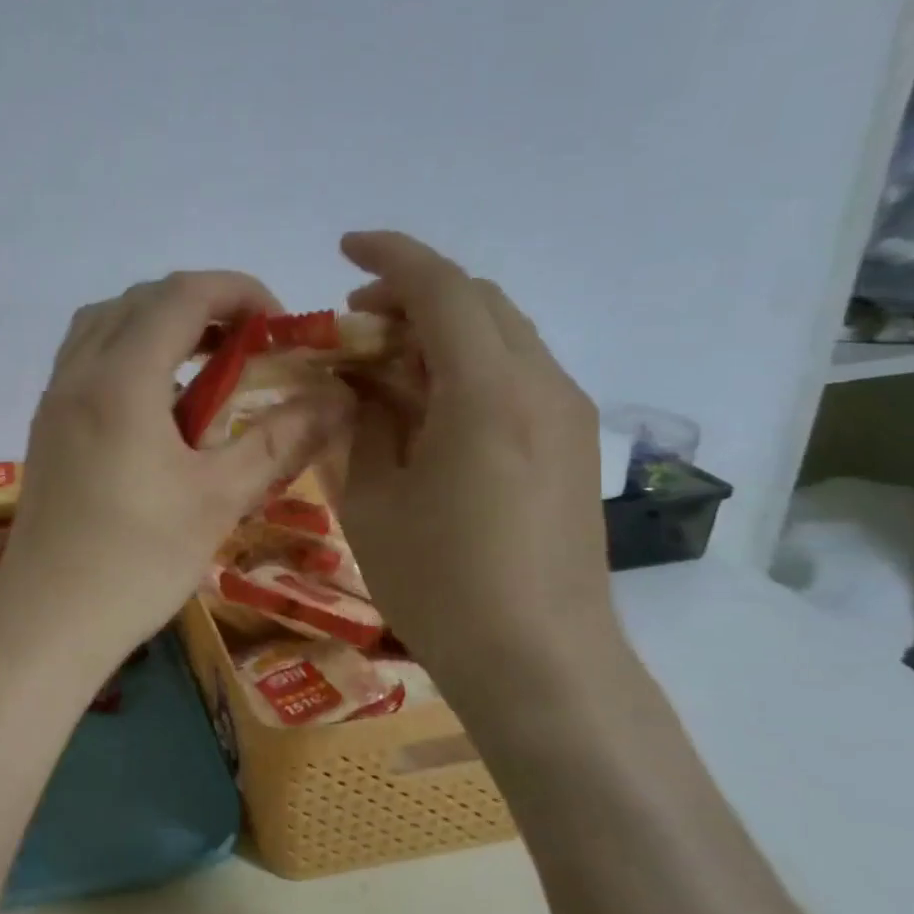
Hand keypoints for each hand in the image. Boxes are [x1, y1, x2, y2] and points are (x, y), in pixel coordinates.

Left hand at [0, 271, 353, 669]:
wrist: (48, 620)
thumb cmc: (137, 562)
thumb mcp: (219, 499)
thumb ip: (279, 439)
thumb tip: (337, 399)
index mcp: (120, 381)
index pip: (181, 294)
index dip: (238, 291)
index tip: (278, 324)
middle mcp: (78, 374)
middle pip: (140, 299)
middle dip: (201, 303)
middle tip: (248, 342)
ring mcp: (54, 398)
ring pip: (105, 322)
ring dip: (158, 322)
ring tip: (205, 361)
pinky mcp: (46, 425)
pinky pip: (86, 356)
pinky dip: (127, 350)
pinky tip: (158, 400)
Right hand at [337, 233, 619, 704]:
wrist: (540, 663)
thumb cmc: (440, 584)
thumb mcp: (372, 498)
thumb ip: (361, 422)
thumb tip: (354, 381)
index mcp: (487, 393)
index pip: (443, 289)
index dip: (391, 258)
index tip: (344, 249)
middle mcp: (540, 386)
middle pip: (478, 302)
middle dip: (411, 295)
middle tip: (351, 327)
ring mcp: (564, 415)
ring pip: (499, 335)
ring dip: (437, 332)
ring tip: (380, 369)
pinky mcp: (569, 445)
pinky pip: (513, 374)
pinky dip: (463, 365)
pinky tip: (423, 408)